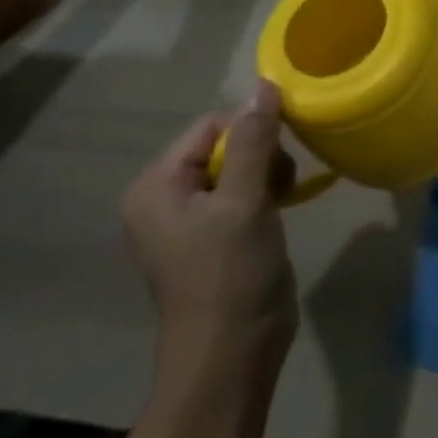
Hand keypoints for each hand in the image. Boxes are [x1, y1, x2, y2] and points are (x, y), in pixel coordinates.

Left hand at [121, 80, 297, 394]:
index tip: (278, 162)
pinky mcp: (216, 236)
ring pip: (240, 167)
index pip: (212, 126)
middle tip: (279, 188)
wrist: (232, 353)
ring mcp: (190, 219)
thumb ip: (254, 140)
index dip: (252, 133)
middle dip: (262, 156)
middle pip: (225, 144)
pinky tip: (280, 212)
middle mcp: (165, 197)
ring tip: (281, 203)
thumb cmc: (230, 274)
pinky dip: (267, 195)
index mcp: (156, 186)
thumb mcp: (244, 200)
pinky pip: (243, 193)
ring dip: (269, 176)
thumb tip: (264, 84)